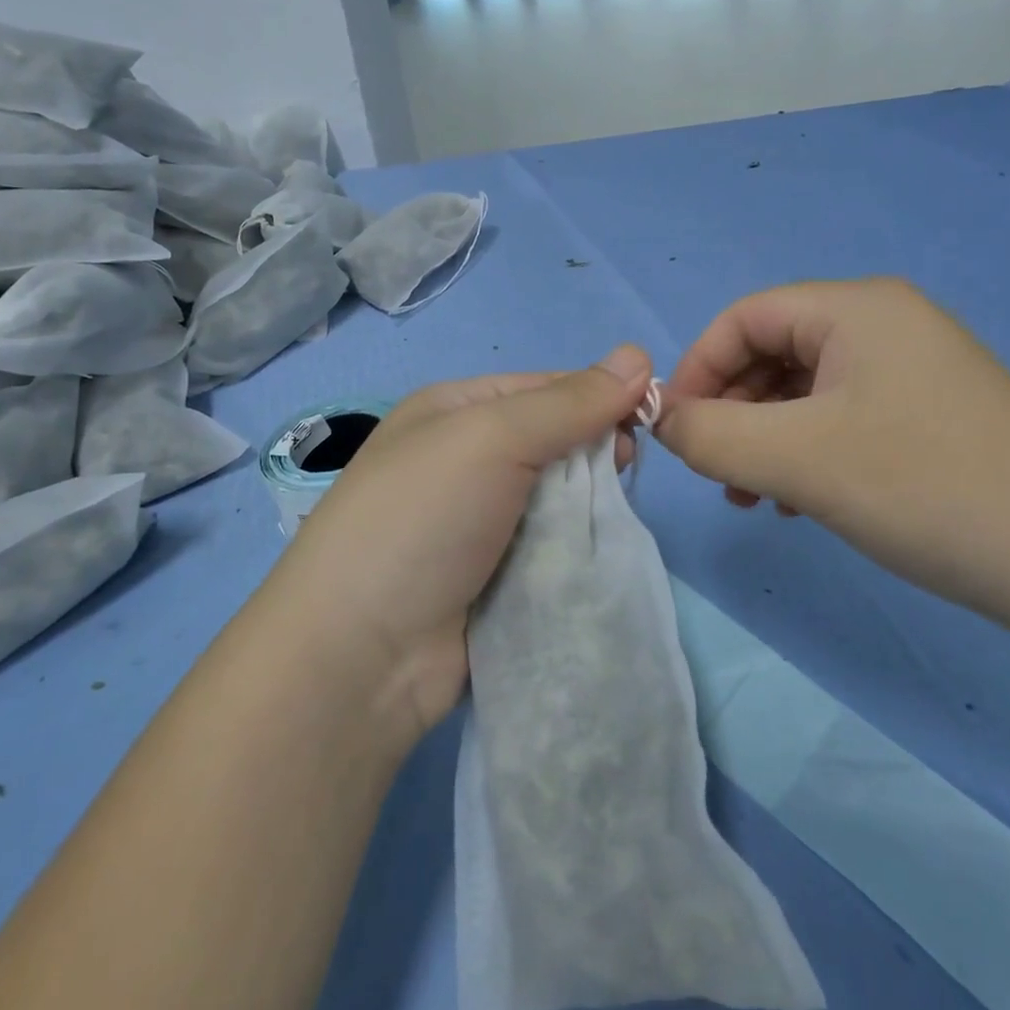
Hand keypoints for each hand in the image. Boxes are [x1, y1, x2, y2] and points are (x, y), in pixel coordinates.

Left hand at [266, 346, 653, 745]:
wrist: (363, 655)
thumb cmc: (423, 518)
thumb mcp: (493, 437)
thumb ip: (569, 402)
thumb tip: (639, 355)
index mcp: (454, 411)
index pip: (544, 387)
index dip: (596, 396)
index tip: (646, 417)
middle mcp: (463, 460)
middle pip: (553, 441)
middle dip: (593, 452)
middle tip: (627, 469)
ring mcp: (477, 523)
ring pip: (557, 498)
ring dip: (588, 505)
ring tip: (614, 515)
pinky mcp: (493, 578)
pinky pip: (550, 548)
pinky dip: (575, 549)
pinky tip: (598, 555)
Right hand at [658, 279, 1009, 627]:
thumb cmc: (923, 487)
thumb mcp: (796, 460)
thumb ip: (709, 435)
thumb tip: (661, 421)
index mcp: (856, 308)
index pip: (744, 317)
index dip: (697, 368)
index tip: (674, 430)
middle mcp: (885, 322)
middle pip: (774, 351)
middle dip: (732, 411)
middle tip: (718, 474)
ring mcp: (913, 367)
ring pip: (805, 390)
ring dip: (765, 438)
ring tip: (754, 497)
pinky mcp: (930, 411)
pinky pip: (842, 415)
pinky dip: (806, 451)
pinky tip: (801, 502)